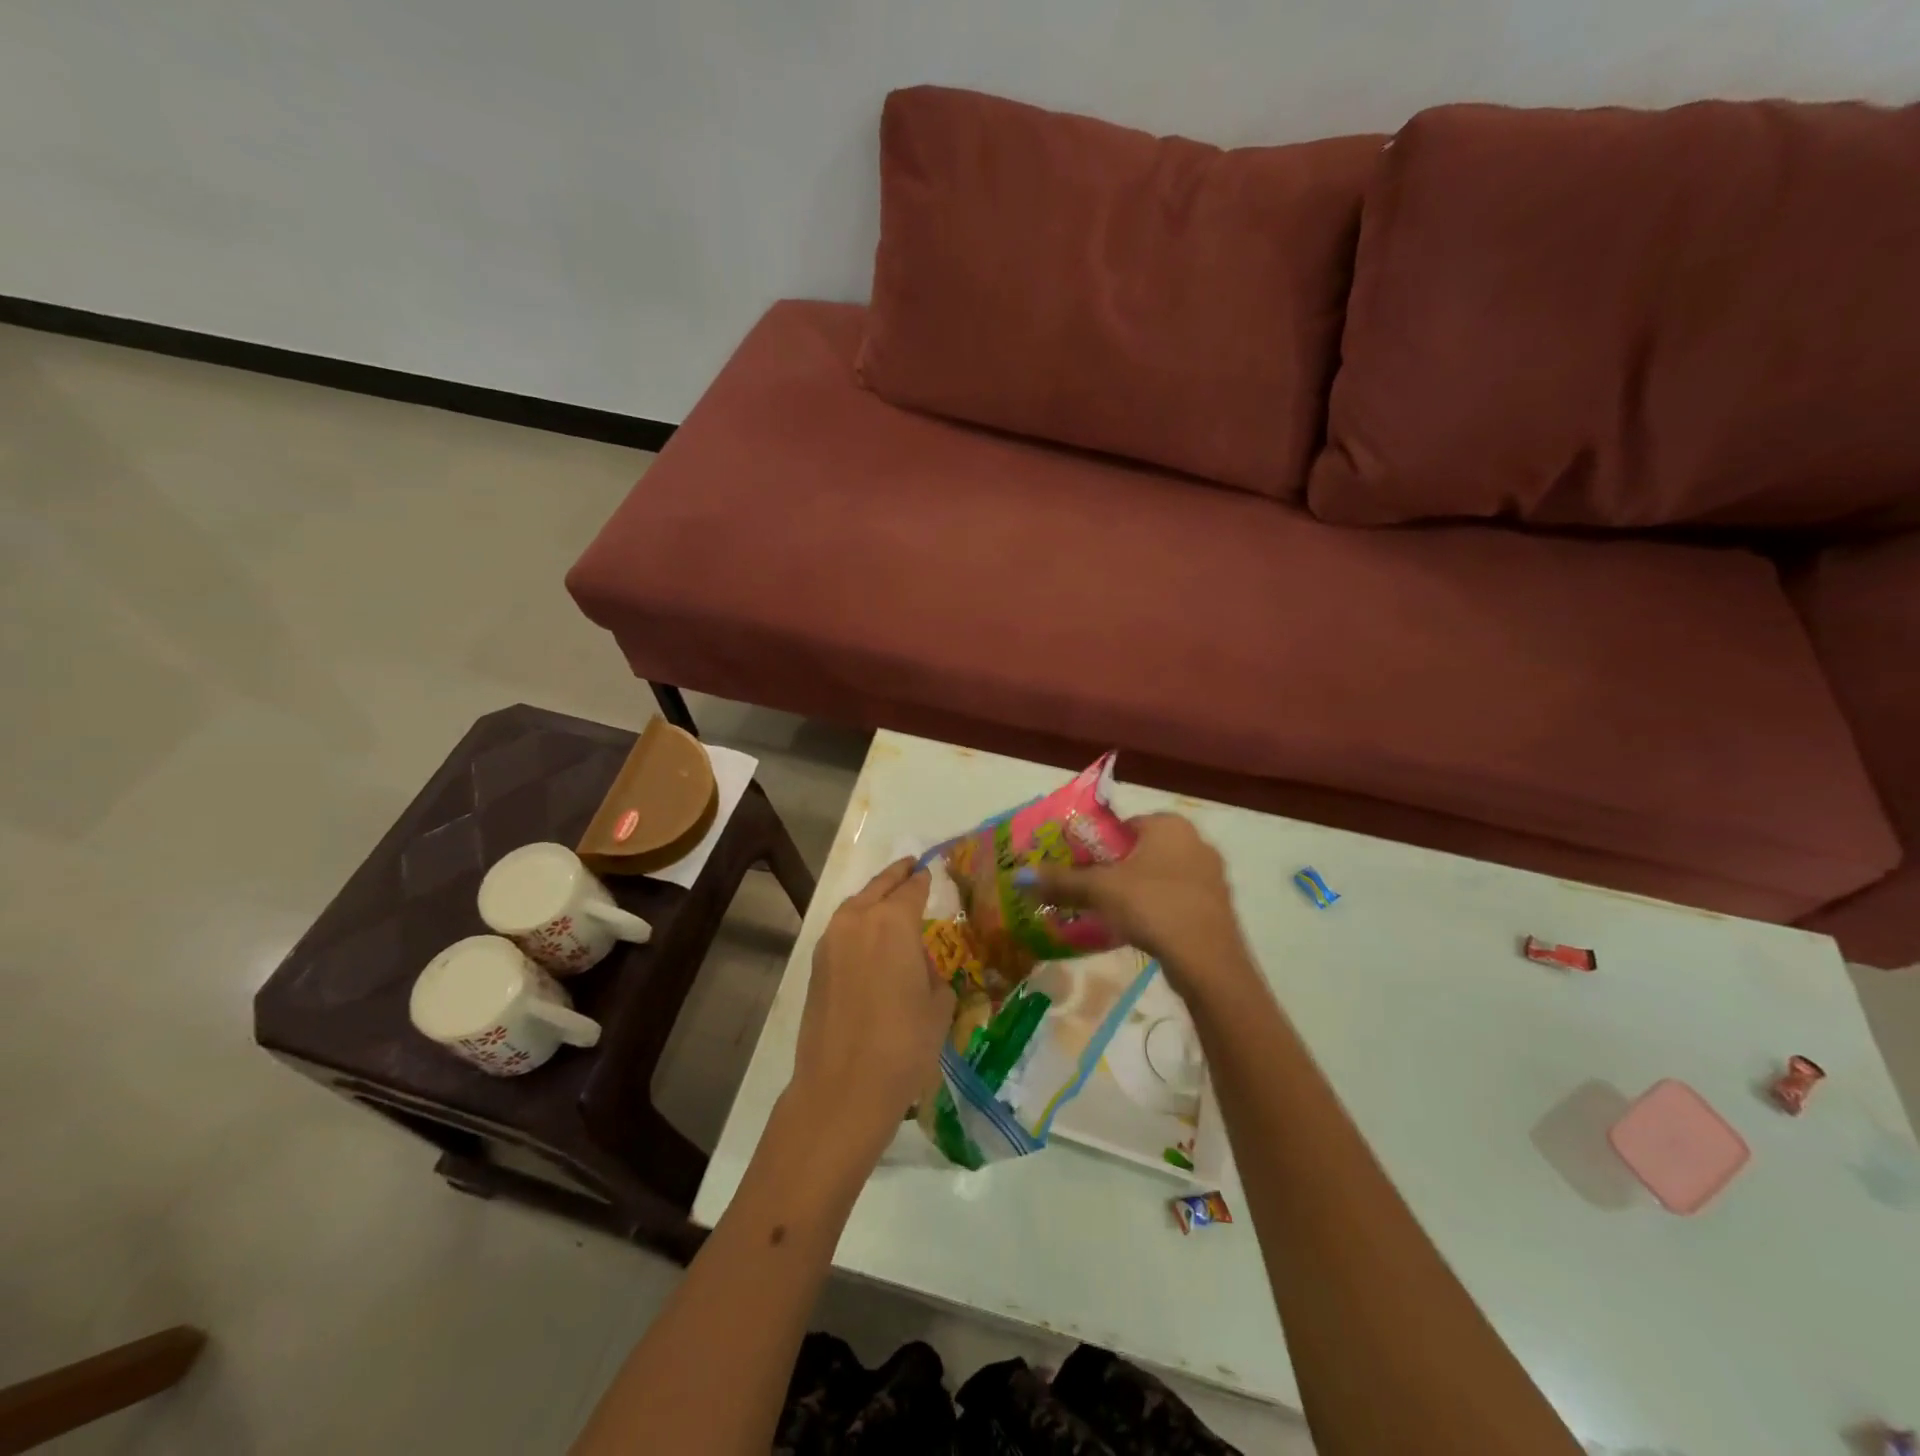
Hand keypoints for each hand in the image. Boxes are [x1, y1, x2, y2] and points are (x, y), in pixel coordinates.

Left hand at [788, 858, 956, 1162]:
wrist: (842, 1088)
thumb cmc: (904, 1045)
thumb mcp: (938, 1006)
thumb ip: (933, 973)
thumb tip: (920, 967)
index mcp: (894, 921)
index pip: (913, 887)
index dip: (925, 879)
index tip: (932, 871)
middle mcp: (858, 920)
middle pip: (880, 886)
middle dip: (897, 876)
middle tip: (912, 868)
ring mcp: (831, 941)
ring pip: (856, 905)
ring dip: (874, 898)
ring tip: (890, 900)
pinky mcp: (816, 965)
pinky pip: (843, 930)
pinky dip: (858, 923)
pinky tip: (870, 938)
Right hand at [1025, 813, 1249, 992]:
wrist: (1207, 959)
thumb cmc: (1152, 906)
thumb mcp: (1099, 890)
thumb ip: (1061, 881)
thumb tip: (1021, 876)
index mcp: (1169, 825)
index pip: (1124, 825)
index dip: (1098, 845)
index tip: (1081, 868)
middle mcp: (1195, 841)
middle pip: (1142, 851)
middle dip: (1117, 869)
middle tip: (1091, 891)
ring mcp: (1212, 875)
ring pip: (1161, 876)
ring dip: (1137, 891)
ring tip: (1111, 913)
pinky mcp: (1217, 907)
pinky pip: (1178, 898)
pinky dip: (1158, 909)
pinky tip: (1141, 930)